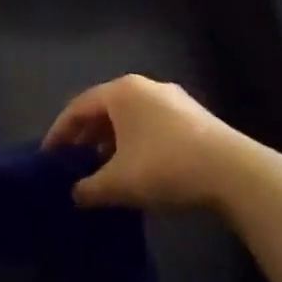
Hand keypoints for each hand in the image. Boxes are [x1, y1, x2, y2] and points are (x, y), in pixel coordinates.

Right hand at [44, 74, 247, 210]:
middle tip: (73, 164)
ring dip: (112, 143)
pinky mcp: (195, 117)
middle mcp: (146, 87)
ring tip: (103, 171)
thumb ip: (88, 188)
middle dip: (86, 138)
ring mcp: (174, 100)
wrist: (234, 172)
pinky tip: (137, 170)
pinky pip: (152, 126)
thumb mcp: (117, 183)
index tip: (48, 157)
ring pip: (130, 119)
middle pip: (104, 110)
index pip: (78, 107)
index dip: (59, 133)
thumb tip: (75, 194)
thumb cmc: (164, 167)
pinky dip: (136, 144)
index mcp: (121, 92)